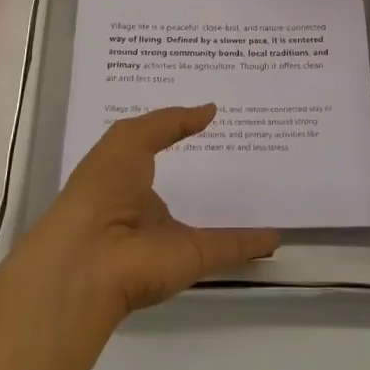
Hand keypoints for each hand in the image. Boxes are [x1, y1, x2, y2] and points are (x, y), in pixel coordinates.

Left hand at [15, 105, 278, 321]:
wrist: (91, 258)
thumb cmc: (102, 188)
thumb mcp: (129, 139)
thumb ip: (168, 122)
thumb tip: (209, 110)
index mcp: (124, 178)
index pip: (153, 152)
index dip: (175, 136)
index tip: (206, 119)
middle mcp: (146, 209)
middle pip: (182, 189)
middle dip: (205, 174)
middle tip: (244, 149)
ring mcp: (171, 237)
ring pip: (208, 224)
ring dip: (231, 213)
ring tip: (264, 192)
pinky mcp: (193, 260)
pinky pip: (229, 248)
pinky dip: (253, 243)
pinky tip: (277, 234)